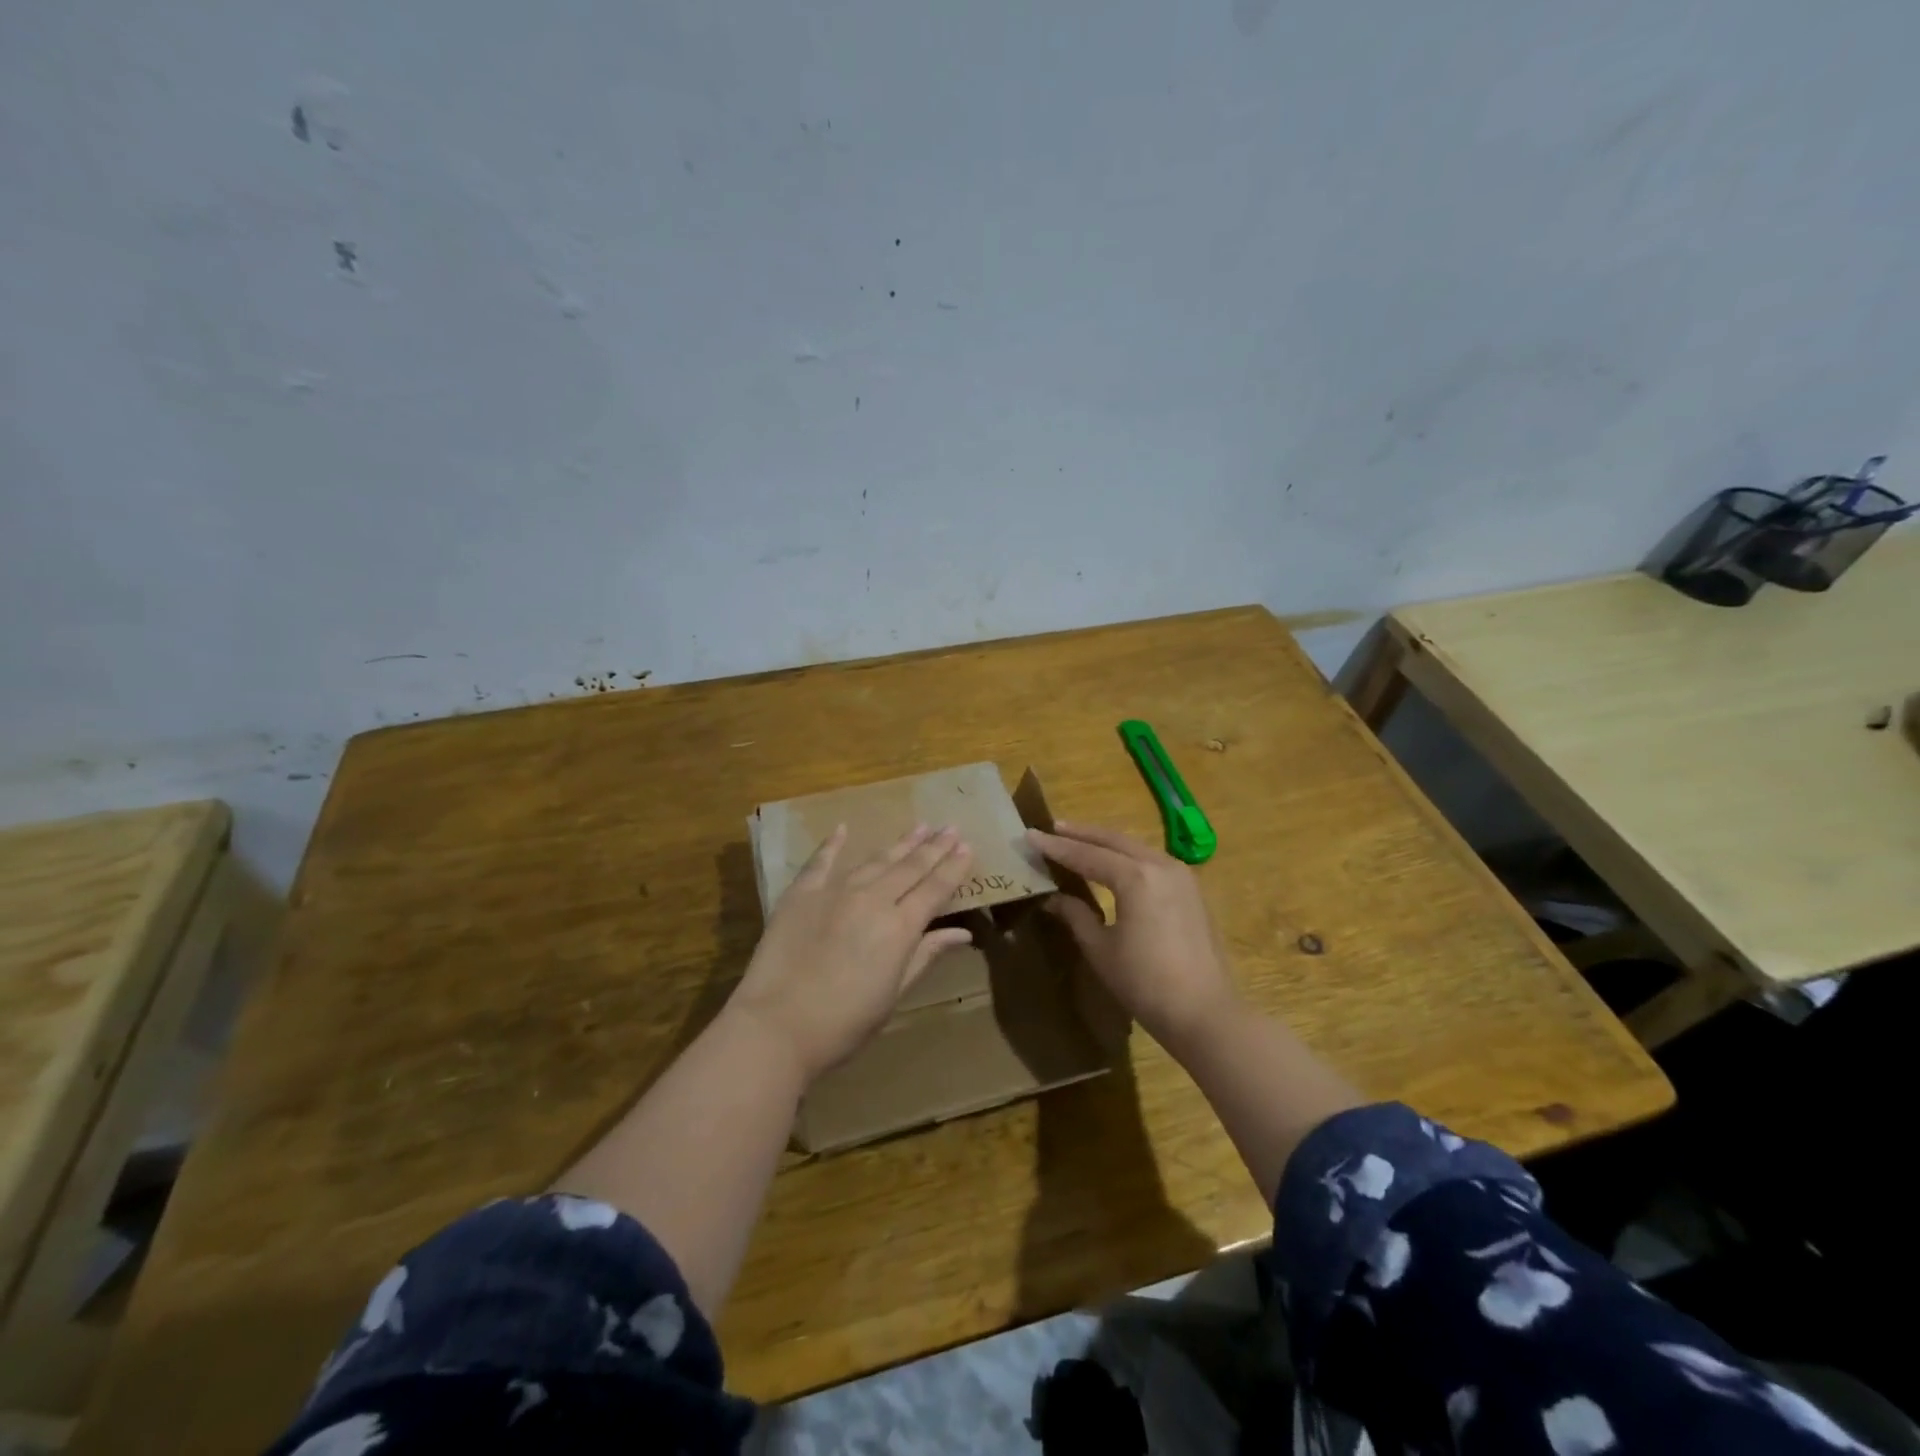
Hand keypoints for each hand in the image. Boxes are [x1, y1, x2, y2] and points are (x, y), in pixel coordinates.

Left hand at [728, 824, 973, 1081]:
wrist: (777, 1025)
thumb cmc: (844, 1023)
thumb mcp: (894, 994)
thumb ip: (925, 956)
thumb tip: (962, 934)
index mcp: (900, 927)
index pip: (935, 889)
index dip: (953, 868)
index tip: (967, 847)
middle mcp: (872, 899)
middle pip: (910, 867)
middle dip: (933, 847)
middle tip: (950, 827)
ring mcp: (835, 891)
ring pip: (875, 860)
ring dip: (899, 844)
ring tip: (919, 827)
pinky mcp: (801, 894)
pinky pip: (821, 862)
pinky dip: (833, 844)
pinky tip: (843, 828)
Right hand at [1026, 821, 1241, 1054]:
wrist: (1205, 1013)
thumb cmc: (1145, 983)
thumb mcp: (1101, 949)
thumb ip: (1076, 915)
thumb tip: (1053, 898)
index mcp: (1135, 877)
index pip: (1086, 855)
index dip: (1056, 847)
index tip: (1030, 835)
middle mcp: (1160, 865)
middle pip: (1113, 841)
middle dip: (1081, 834)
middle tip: (1052, 828)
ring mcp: (1181, 875)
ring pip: (1134, 847)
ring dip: (1105, 842)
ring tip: (1078, 839)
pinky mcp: (1191, 890)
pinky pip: (1151, 860)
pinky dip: (1126, 856)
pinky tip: (1114, 862)